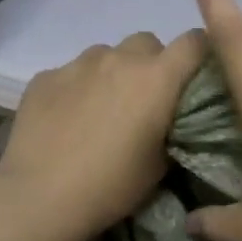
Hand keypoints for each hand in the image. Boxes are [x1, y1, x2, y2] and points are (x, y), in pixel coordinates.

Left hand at [0, 30, 206, 240]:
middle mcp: (119, 59)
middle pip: (147, 43)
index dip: (201, 53)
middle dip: (152, 64)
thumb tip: (170, 118)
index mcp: (156, 78)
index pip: (194, 42)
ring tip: (101, 110)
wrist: (40, 198)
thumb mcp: (160, 165)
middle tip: (145, 99)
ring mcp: (77, 64)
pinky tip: (66, 120)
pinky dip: (77, 88)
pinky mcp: (44, 77)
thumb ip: (173, 128)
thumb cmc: (111, 186)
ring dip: (113, 73)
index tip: (197, 74)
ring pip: (106, 54)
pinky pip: (71, 72)